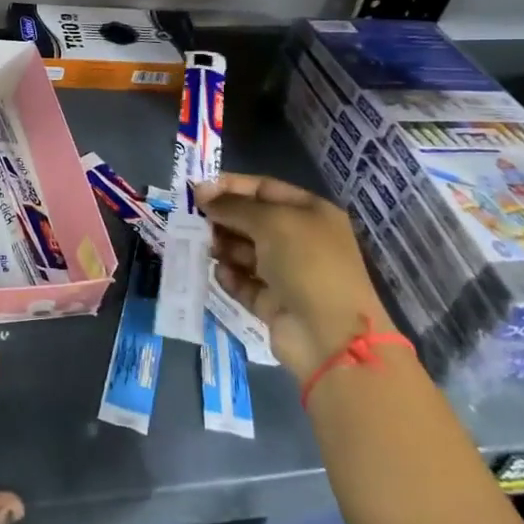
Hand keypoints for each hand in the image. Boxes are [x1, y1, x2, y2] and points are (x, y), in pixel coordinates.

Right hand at [195, 173, 391, 380]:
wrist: (331, 337)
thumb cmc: (307, 265)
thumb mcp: (271, 222)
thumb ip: (233, 206)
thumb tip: (201, 193)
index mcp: (310, 214)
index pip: (264, 189)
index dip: (231, 186)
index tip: (197, 190)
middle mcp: (301, 240)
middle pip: (252, 220)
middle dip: (223, 218)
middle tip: (193, 220)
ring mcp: (288, 273)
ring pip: (245, 252)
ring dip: (224, 247)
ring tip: (206, 248)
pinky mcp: (274, 303)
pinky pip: (245, 283)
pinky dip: (231, 277)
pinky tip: (220, 274)